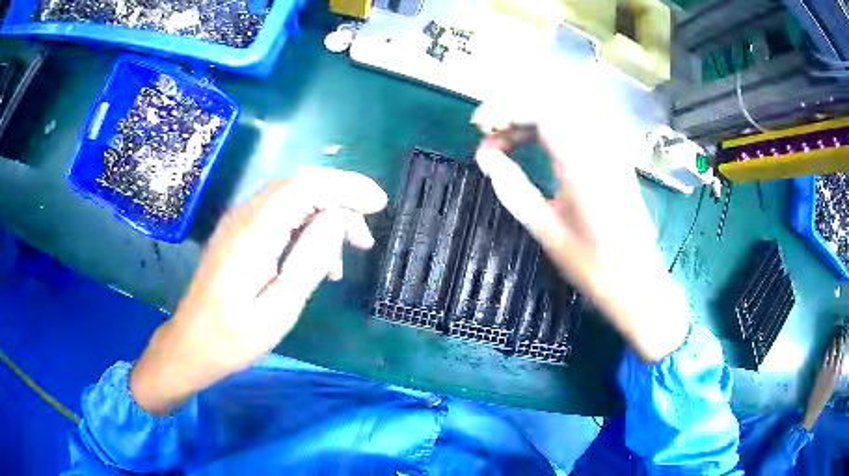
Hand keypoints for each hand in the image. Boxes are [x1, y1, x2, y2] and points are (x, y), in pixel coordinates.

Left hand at [130, 167, 386, 413]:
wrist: (191, 344)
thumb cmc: (234, 338)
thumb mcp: (280, 309)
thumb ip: (309, 259)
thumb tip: (338, 220)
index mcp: (254, 234)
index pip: (306, 186)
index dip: (346, 187)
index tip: (379, 205)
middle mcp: (244, 216)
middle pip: (300, 186)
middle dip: (340, 201)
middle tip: (364, 239)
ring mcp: (238, 222)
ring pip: (291, 199)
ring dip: (324, 217)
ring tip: (343, 259)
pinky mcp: (238, 233)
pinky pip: (279, 215)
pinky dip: (305, 227)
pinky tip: (316, 260)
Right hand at [472, 73, 688, 361]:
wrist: (638, 283)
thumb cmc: (592, 265)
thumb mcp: (546, 230)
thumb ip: (513, 188)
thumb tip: (485, 157)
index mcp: (580, 163)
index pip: (540, 112)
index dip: (505, 110)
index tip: (481, 126)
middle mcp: (599, 147)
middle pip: (553, 105)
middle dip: (516, 112)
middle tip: (492, 135)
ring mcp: (611, 151)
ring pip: (567, 113)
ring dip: (534, 118)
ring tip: (510, 139)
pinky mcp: (616, 159)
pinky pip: (581, 126)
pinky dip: (554, 127)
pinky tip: (540, 145)